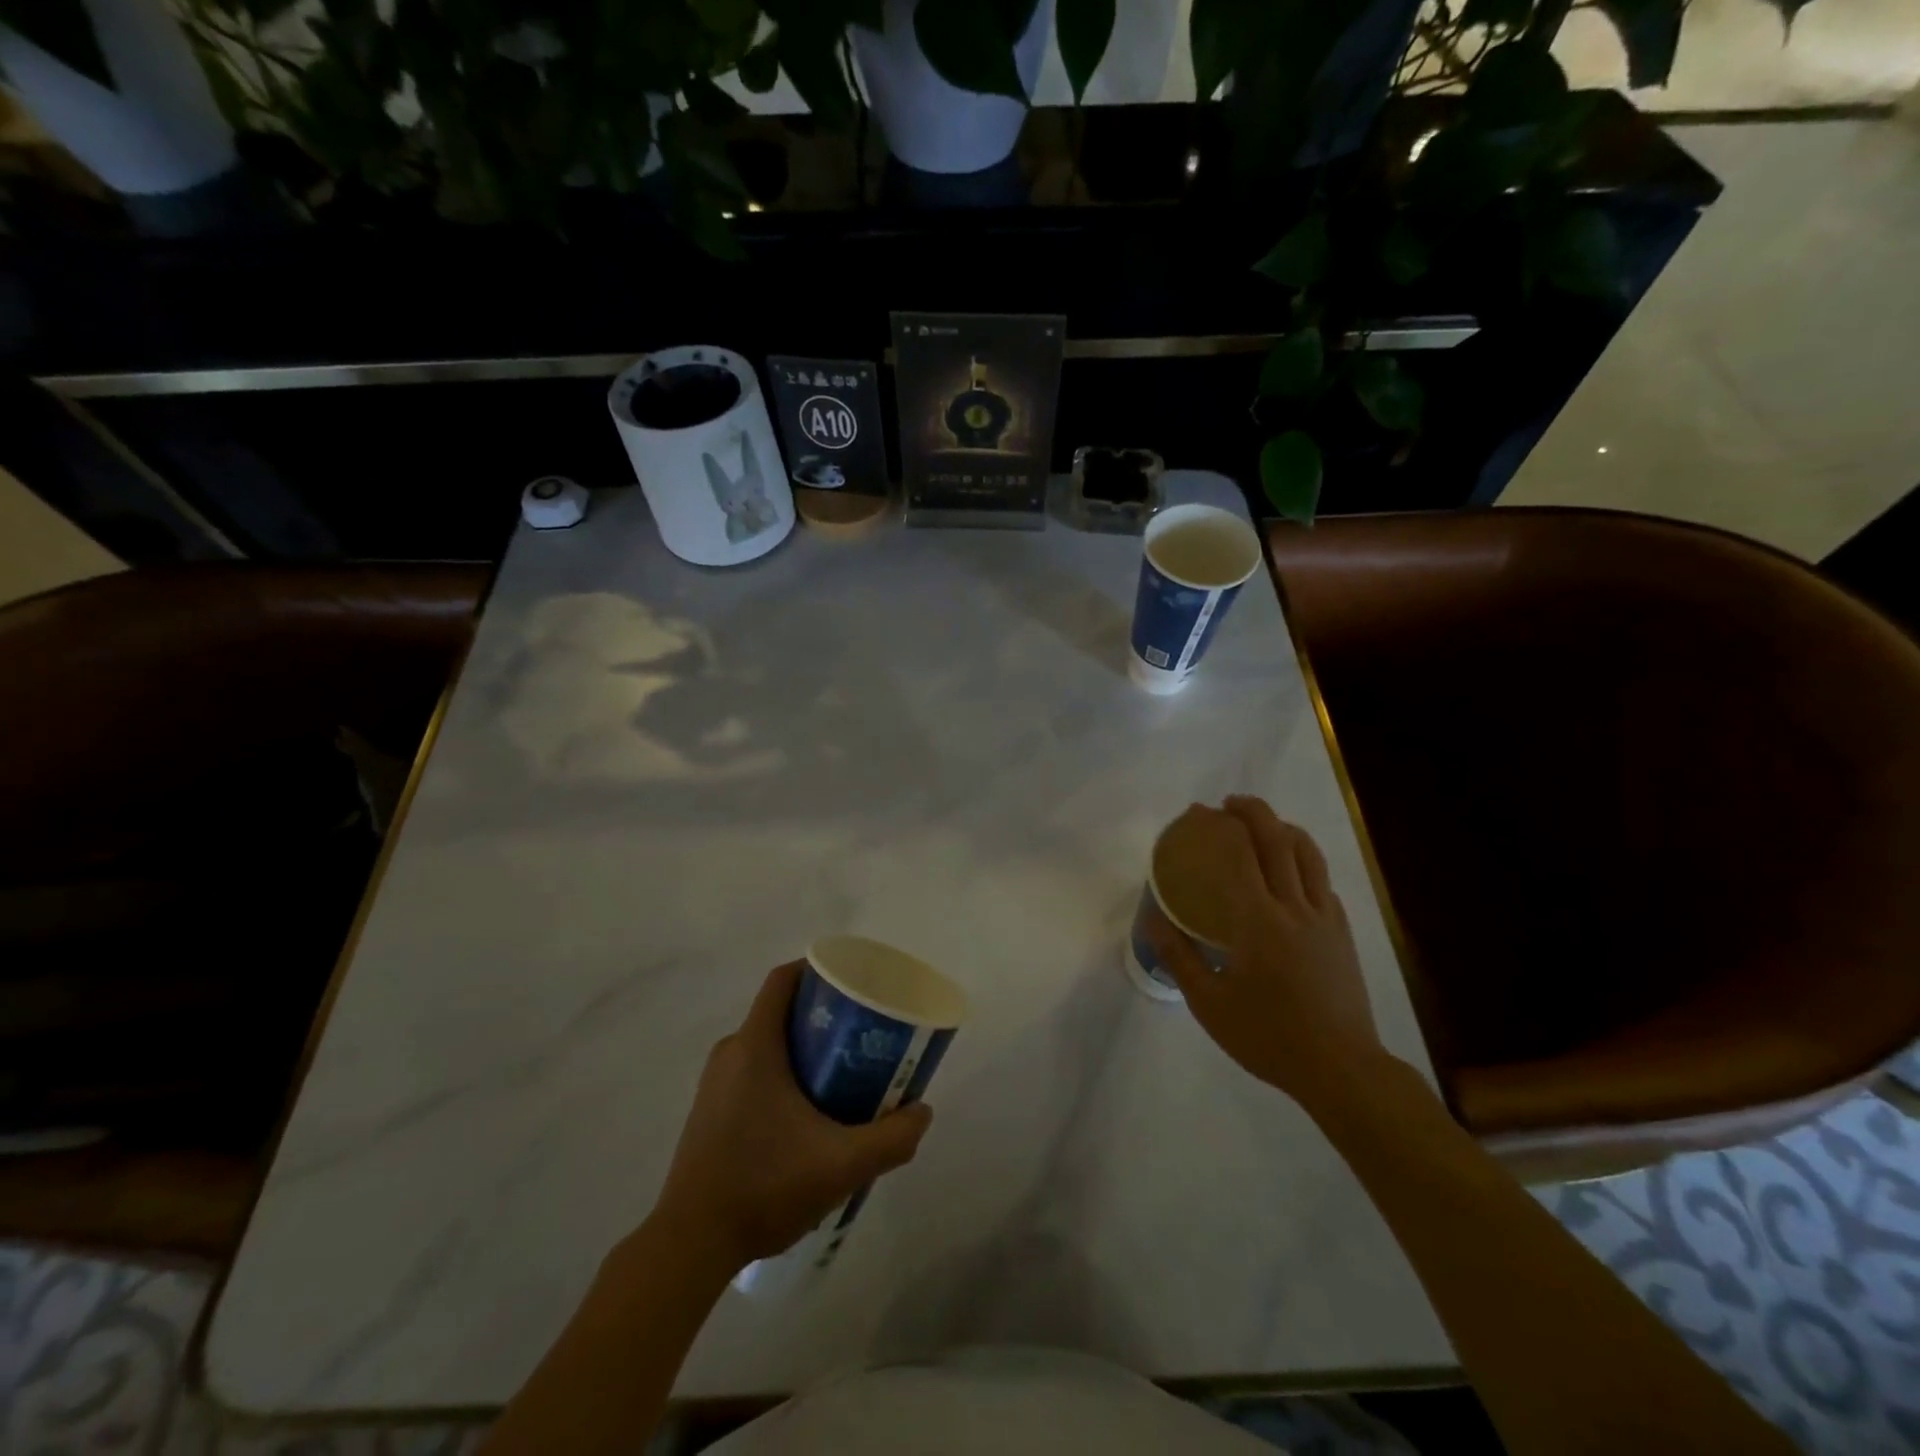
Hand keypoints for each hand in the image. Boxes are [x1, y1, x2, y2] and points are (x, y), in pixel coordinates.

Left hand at [654, 961, 932, 1268]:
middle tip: (861, 1035)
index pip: (783, 980)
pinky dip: (783, 1073)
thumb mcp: (842, 1165)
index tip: (852, 983)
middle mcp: (731, 1053)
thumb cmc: (764, 1187)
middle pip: (780, 1010)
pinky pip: (752, 1070)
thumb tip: (922, 1111)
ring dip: (804, 1048)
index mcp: (755, 1046)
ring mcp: (715, 1083)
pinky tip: (808, 1113)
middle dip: (822, 1015)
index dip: (817, 969)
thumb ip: (891, 1139)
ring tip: (843, 1074)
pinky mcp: (709, 1110)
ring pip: (767, 1043)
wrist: (690, 1245)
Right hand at [1146, 796, 1385, 1116]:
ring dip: (1285, 828)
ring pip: (1309, 855)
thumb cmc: (1268, 1036)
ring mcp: (1325, 918)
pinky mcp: (1343, 932)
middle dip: (1253, 812)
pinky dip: (1305, 862)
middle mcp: (1294, 907)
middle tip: (1230, 804)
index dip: (1218, 826)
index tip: (1199, 813)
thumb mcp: (1209, 1003)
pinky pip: (1323, 881)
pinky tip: (1293, 874)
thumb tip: (1154, 920)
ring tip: (1265, 824)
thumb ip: (1179, 956)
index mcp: (1258, 921)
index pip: (1238, 855)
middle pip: (1277, 841)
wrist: (1341, 1068)